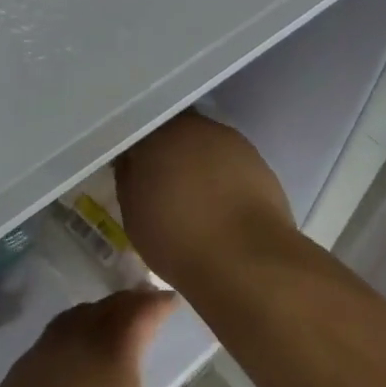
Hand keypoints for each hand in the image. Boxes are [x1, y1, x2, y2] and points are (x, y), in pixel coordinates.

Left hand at [0, 290, 200, 386]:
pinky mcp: (17, 373)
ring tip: (108, 323)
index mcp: (114, 345)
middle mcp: (77, 336)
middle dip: (130, 301)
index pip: (142, 309)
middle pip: (108, 305)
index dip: (161, 301)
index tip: (172, 300)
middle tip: (145, 304)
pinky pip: (51, 340)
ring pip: (75, 317)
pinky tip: (70, 360)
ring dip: (97, 313)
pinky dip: (70, 337)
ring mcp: (42, 351)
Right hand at [113, 113, 295, 284]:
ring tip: (195, 194)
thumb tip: (132, 163)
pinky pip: (229, 160)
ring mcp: (229, 140)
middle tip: (163, 181)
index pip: (137, 133)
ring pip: (204, 143)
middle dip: (167, 151)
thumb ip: (129, 180)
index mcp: (155, 137)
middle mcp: (193, 127)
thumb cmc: (178, 241)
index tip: (132, 171)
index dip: (134, 152)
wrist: (246, 258)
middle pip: (173, 131)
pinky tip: (221, 200)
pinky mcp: (257, 158)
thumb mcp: (134, 216)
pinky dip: (222, 174)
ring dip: (197, 160)